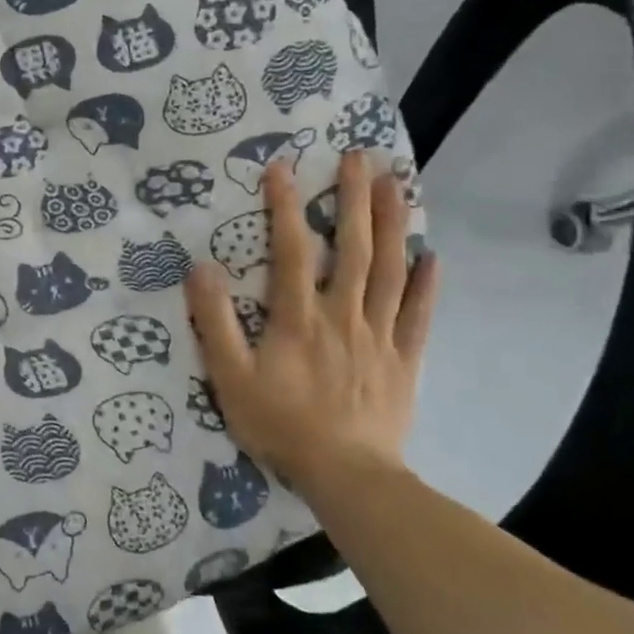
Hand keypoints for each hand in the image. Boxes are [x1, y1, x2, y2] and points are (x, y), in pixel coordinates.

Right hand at [183, 151, 438, 495]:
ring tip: (398, 185)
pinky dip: (428, 284)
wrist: (347, 476)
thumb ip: (215, 321)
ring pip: (391, 271)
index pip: (292, 249)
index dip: (285, 206)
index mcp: (299, 316)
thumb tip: (201, 268)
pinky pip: (419, 315)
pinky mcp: (403, 360)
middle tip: (361, 157)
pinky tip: (433, 255)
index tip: (283, 167)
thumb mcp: (230, 376)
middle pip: (354, 247)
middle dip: (355, 198)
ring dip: (394, 224)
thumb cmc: (281, 424)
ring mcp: (379, 335)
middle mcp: (343, 314)